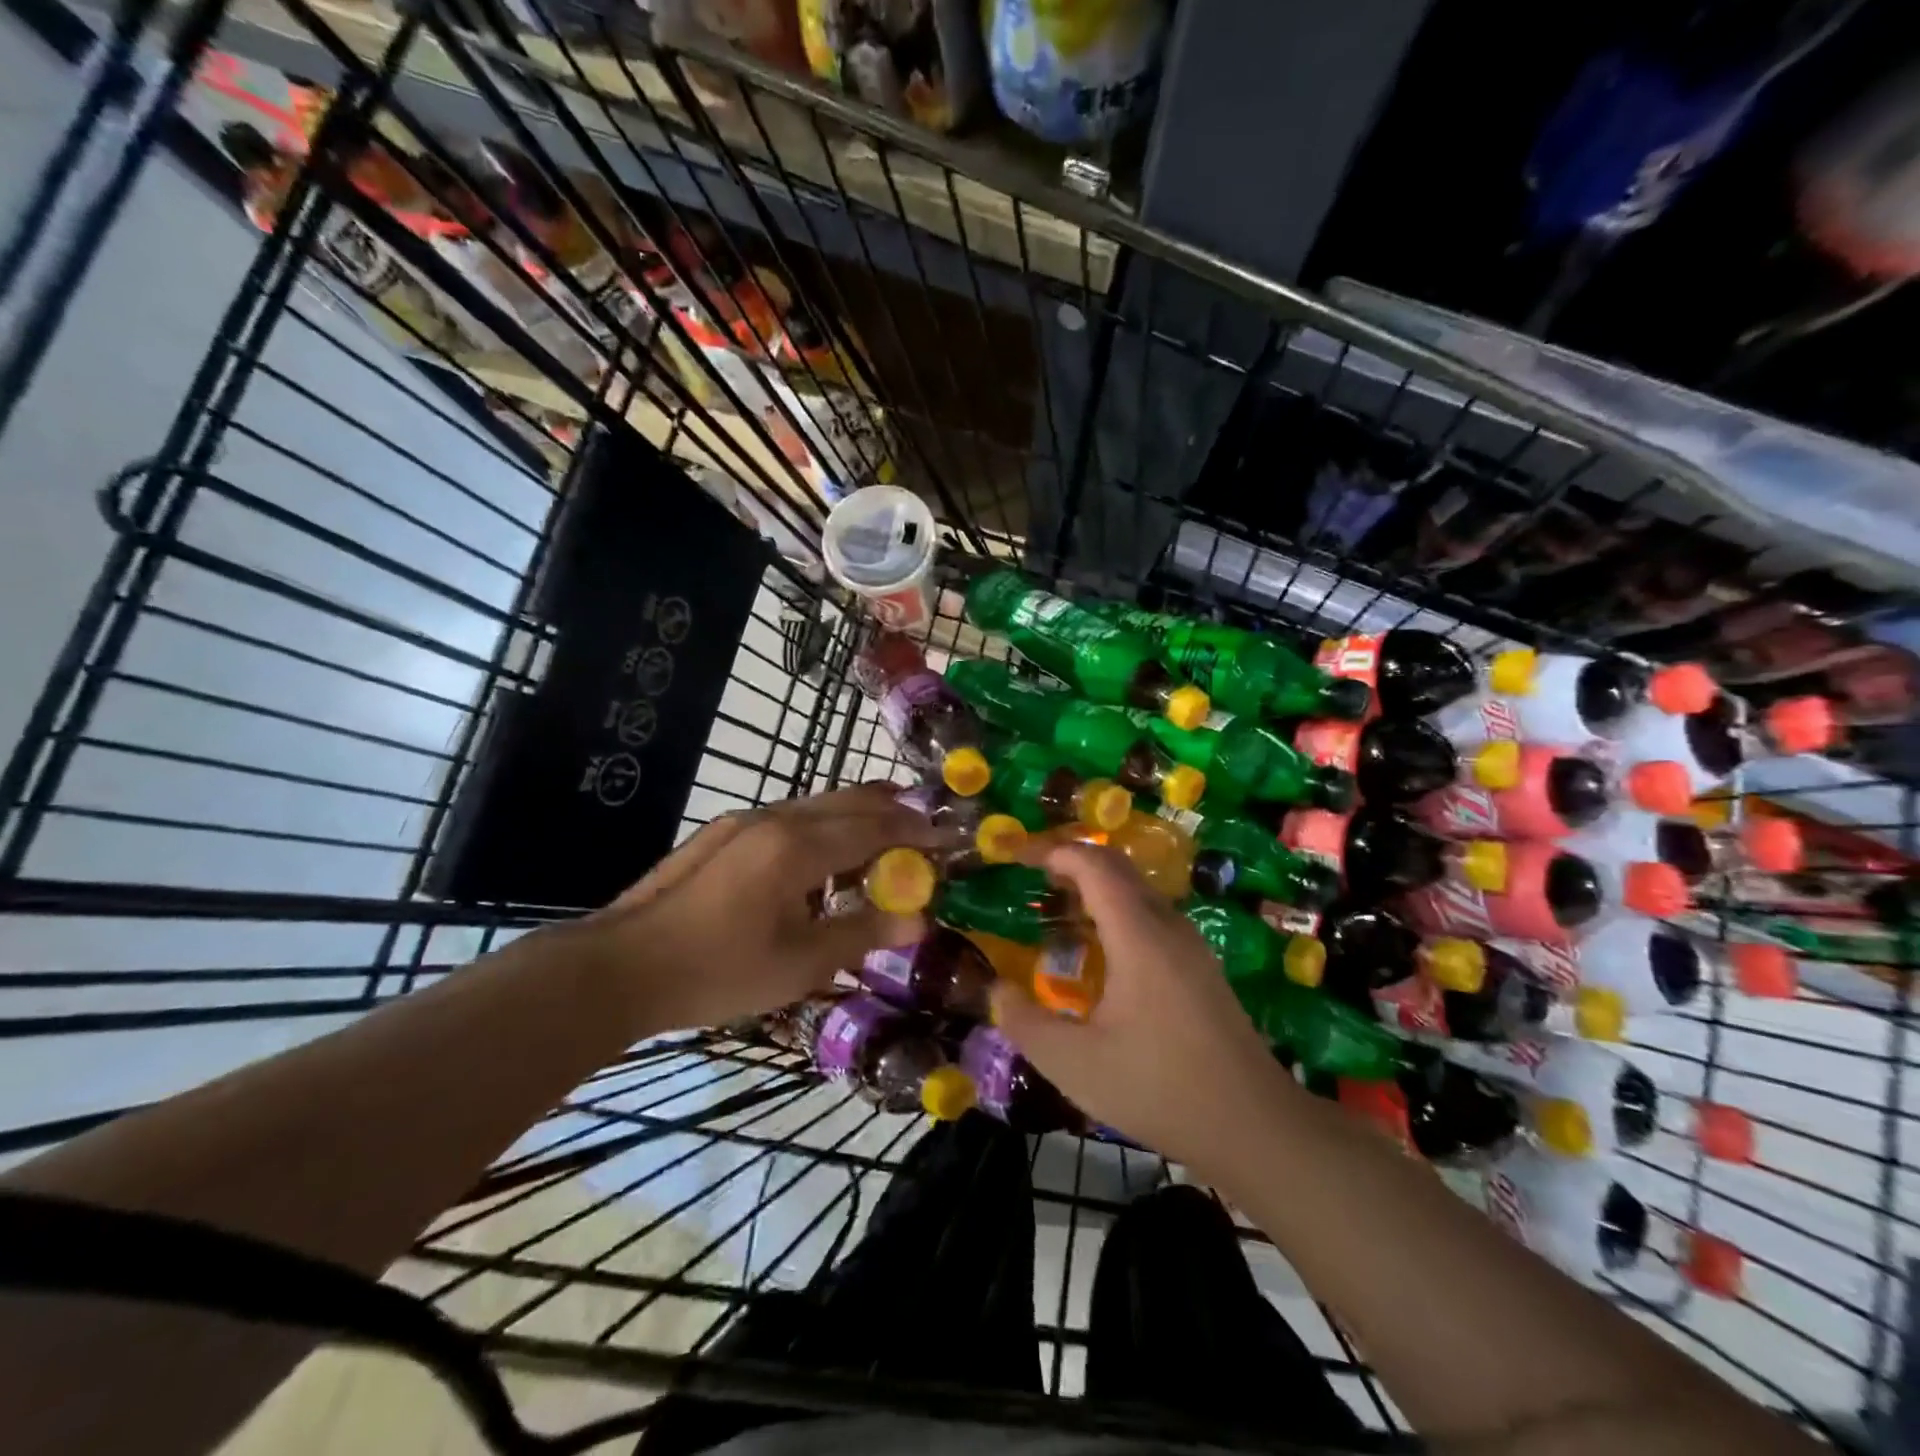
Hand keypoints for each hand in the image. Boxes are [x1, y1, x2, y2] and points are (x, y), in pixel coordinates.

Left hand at [588, 784, 939, 1031]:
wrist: (622, 967)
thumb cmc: (718, 970)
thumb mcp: (800, 963)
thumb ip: (863, 933)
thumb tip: (919, 920)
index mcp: (798, 846)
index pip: (875, 826)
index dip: (916, 830)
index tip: (949, 835)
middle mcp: (775, 819)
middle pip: (848, 801)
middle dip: (892, 809)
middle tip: (924, 825)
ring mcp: (744, 822)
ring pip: (817, 804)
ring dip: (856, 815)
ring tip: (883, 834)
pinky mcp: (722, 834)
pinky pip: (789, 817)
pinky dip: (823, 826)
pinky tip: (822, 856)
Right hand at [989, 844, 1287, 1168]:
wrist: (1256, 1127)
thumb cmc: (1160, 1089)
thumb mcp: (1075, 1065)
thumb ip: (1025, 1023)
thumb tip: (996, 990)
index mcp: (1138, 936)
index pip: (1094, 865)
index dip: (1054, 851)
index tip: (1017, 856)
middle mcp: (1168, 927)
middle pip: (1119, 868)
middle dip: (1073, 860)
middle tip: (1031, 876)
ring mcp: (1191, 946)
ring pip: (1139, 892)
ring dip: (1097, 886)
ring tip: (1058, 909)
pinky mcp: (1201, 968)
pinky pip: (1152, 916)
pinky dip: (1117, 911)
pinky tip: (1100, 951)